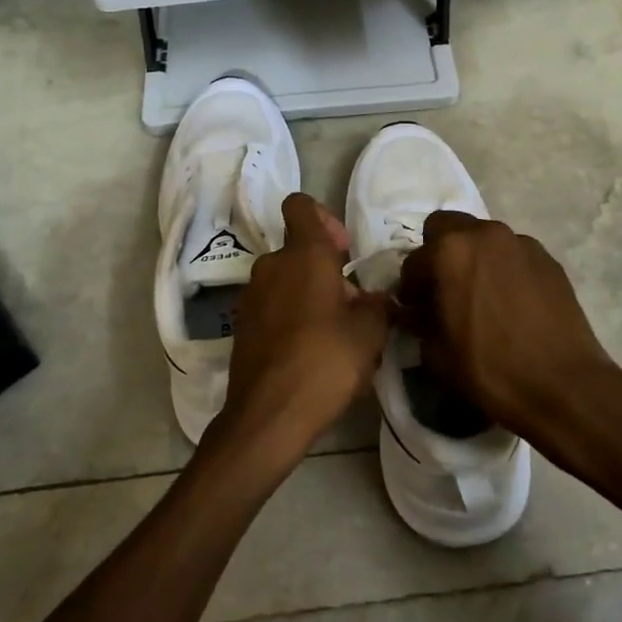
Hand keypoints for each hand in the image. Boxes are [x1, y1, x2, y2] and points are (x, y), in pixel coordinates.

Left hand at [205, 194, 392, 477]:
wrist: (268, 416)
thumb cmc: (325, 362)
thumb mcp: (370, 333)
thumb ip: (379, 305)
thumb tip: (379, 298)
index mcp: (303, 255)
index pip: (301, 205)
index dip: (324, 218)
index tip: (344, 251)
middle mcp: (271, 265)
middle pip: (299, 249)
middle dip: (328, 269)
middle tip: (354, 307)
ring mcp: (251, 296)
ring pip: (287, 279)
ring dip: (311, 294)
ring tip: (337, 334)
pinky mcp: (242, 325)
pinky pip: (273, 306)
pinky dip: (292, 316)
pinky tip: (311, 351)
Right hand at [395, 211, 615, 443]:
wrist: (564, 387)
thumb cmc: (490, 369)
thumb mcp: (437, 352)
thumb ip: (418, 321)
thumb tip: (414, 311)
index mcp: (450, 251)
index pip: (414, 261)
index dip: (410, 288)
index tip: (415, 309)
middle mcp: (485, 234)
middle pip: (448, 227)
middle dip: (439, 253)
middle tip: (444, 289)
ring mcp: (521, 243)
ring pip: (484, 239)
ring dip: (474, 259)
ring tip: (480, 296)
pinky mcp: (548, 259)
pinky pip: (513, 255)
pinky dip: (504, 270)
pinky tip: (511, 303)